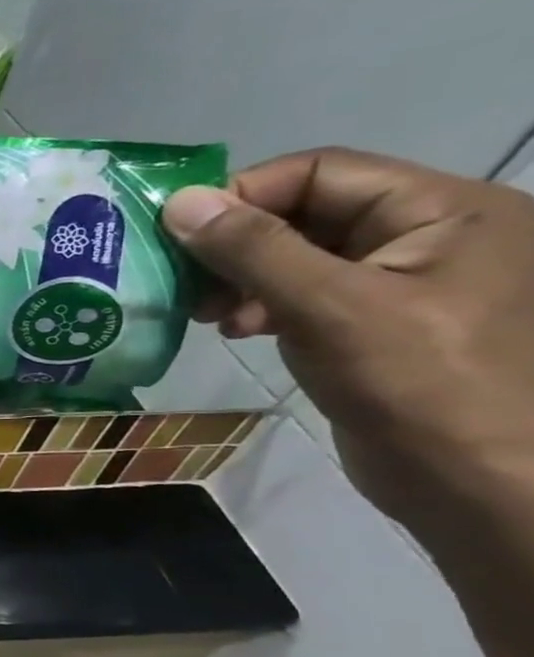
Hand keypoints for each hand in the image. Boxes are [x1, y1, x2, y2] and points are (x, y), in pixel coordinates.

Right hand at [161, 149, 533, 535]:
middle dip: (236, 244)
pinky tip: (236, 330)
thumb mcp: (328, 306)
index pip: (321, 171)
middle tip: (183, 281)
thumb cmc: (418, 384)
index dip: (244, 194)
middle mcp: (429, 235)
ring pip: (297, 255)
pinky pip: (305, 293)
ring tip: (204, 313)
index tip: (177, 234)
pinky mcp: (377, 325)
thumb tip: (180, 201)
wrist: (479, 484)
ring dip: (240, 277)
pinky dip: (260, 305)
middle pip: (306, 212)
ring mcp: (404, 283)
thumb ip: (253, 249)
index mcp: (444, 210)